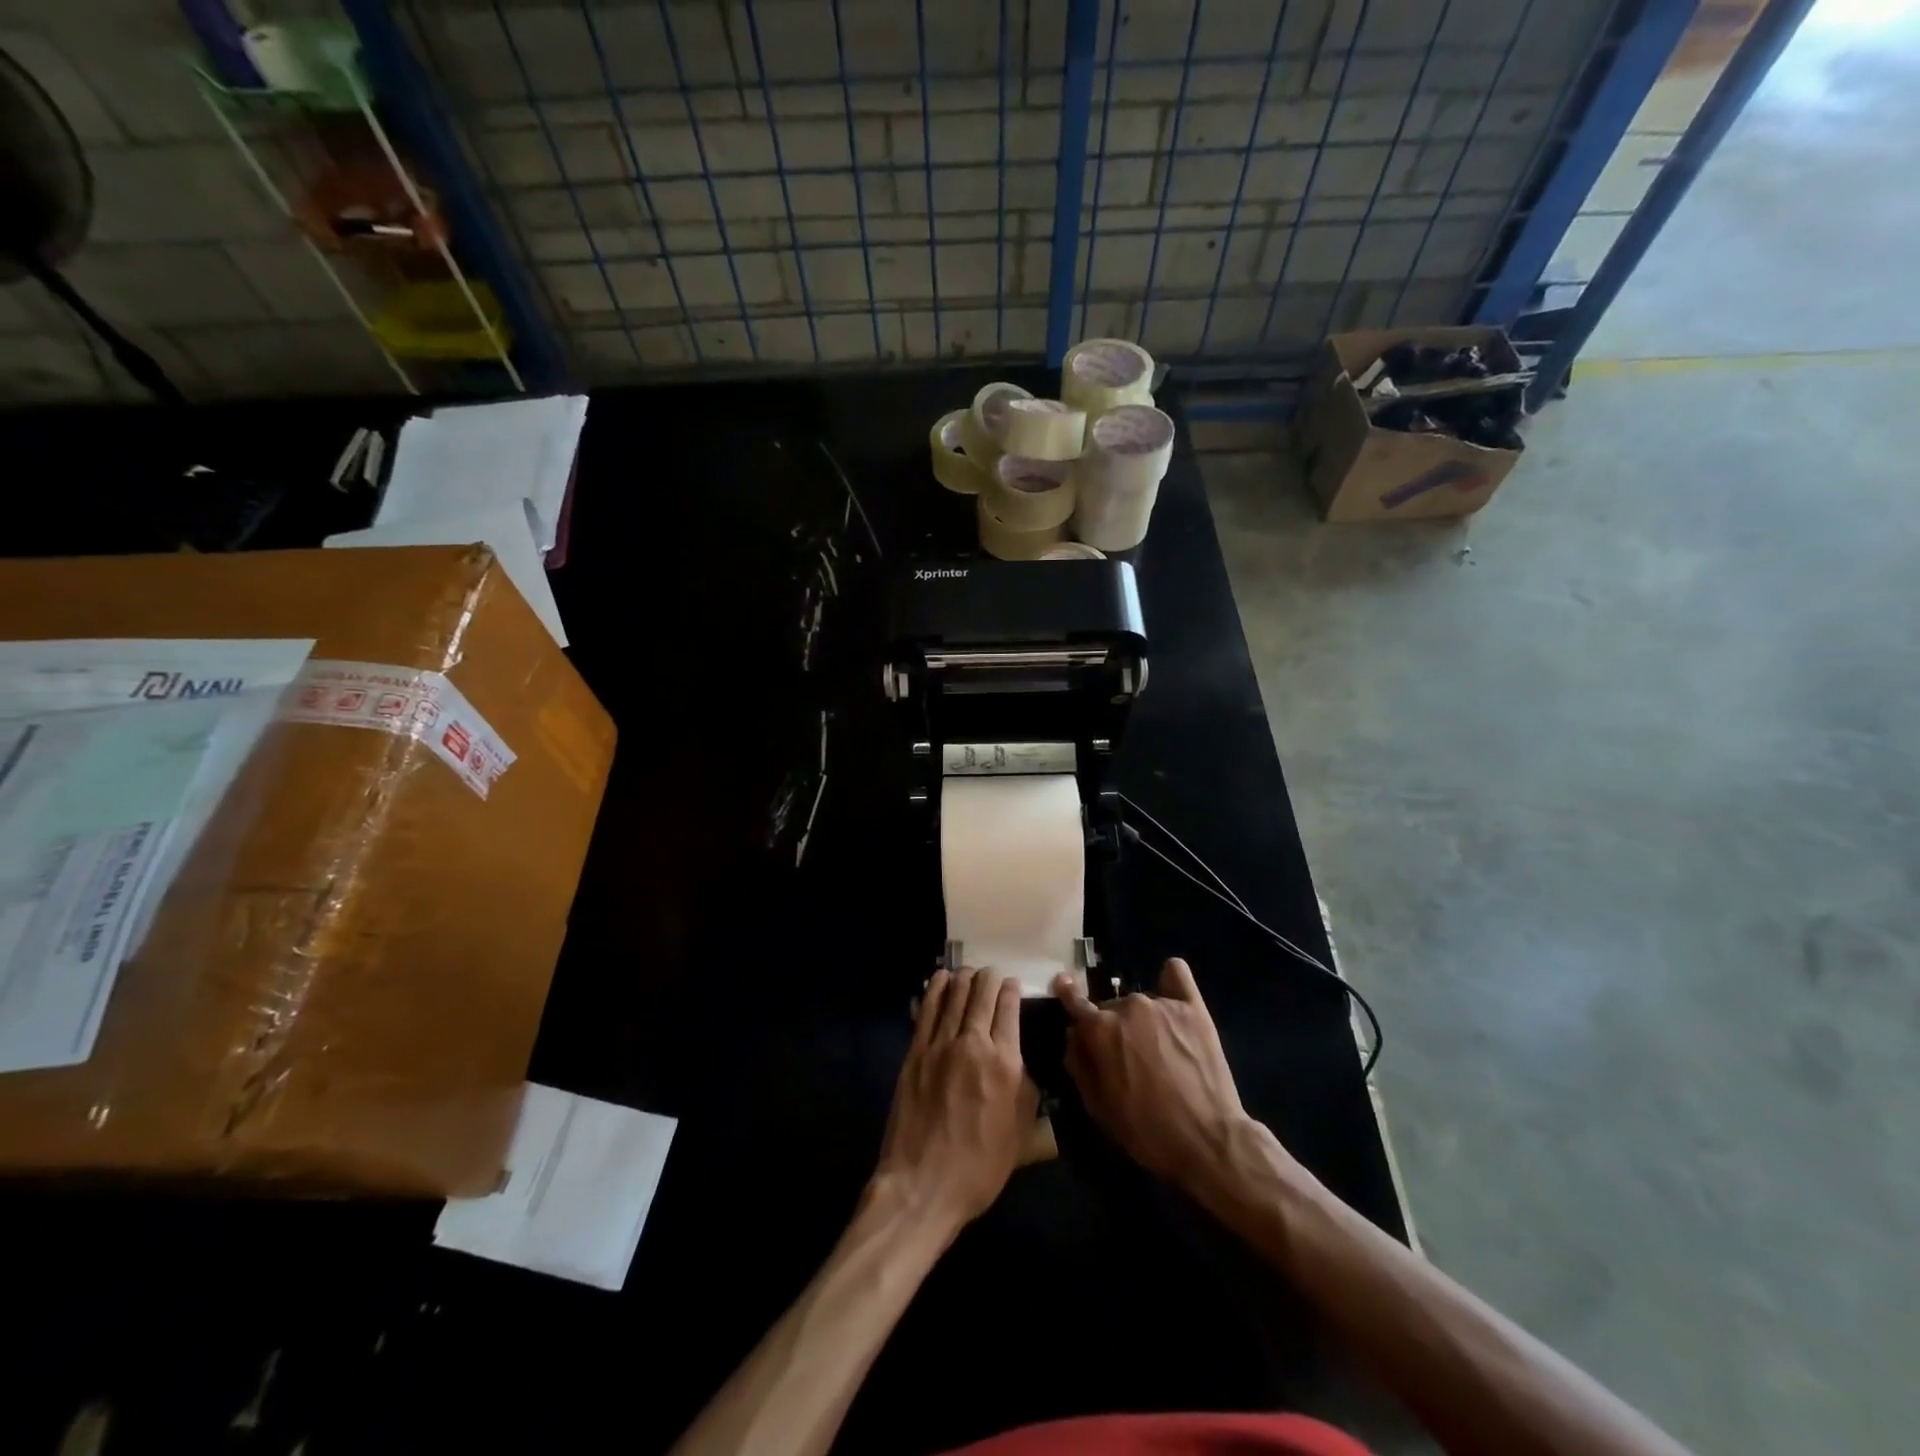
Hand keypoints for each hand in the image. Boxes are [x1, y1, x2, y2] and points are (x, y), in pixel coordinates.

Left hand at [873, 968, 1039, 1236]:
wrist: (923, 1184)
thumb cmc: (979, 1167)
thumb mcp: (1020, 1132)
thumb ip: (1027, 1090)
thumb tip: (1022, 1062)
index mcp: (1005, 1063)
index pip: (1009, 1009)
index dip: (1012, 990)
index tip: (1013, 984)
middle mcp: (974, 1044)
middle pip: (982, 994)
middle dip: (990, 978)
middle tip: (992, 974)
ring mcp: (940, 1045)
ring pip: (955, 995)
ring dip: (965, 978)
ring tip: (970, 972)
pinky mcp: (915, 1052)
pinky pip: (927, 1009)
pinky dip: (936, 988)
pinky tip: (941, 978)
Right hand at [1053, 958, 1255, 1189]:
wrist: (1208, 1140)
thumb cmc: (1147, 1131)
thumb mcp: (1099, 1107)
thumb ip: (1079, 1064)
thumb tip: (1073, 1034)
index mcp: (1100, 1030)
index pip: (1075, 1001)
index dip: (1067, 993)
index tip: (1064, 983)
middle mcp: (1128, 1006)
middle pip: (1112, 1010)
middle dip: (1113, 1028)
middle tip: (1129, 1059)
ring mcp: (1162, 1003)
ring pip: (1141, 1002)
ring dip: (1142, 1019)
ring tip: (1160, 1049)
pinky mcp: (1193, 1007)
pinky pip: (1176, 974)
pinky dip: (1169, 979)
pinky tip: (1170, 988)